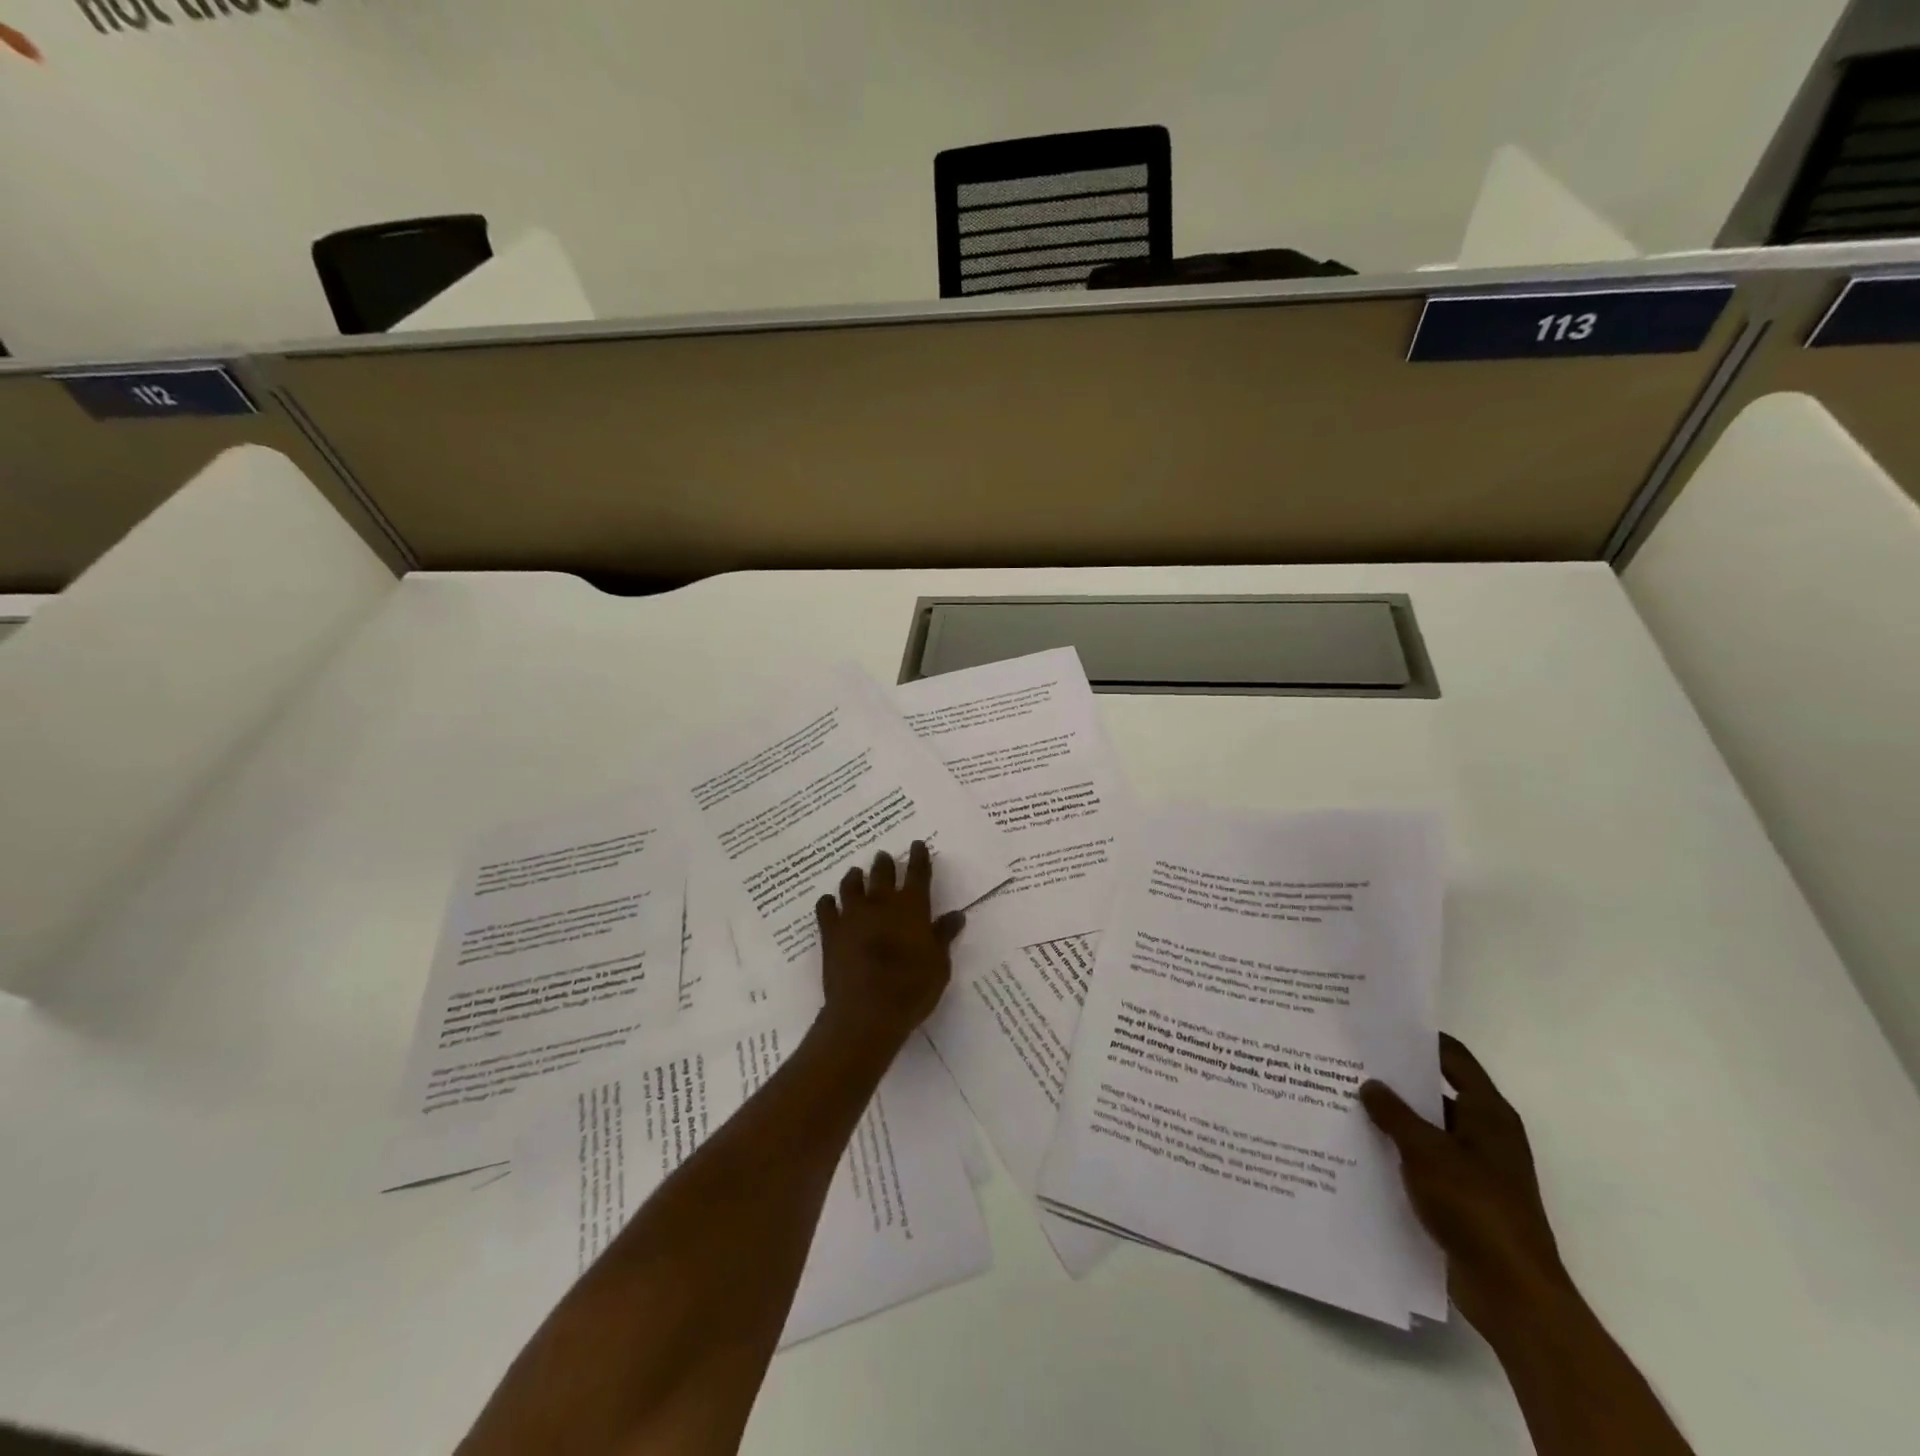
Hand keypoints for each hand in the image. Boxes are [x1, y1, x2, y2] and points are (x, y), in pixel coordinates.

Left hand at [813, 841, 964, 1052]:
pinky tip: (828, 902)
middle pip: (882, 873)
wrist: (866, 1012)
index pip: (918, 873)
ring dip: (855, 877)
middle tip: (884, 856)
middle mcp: (881, 903)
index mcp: (912, 907)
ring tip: (856, 872)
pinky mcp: (831, 932)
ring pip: (851, 885)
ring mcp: (853, 915)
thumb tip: (956, 915)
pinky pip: (825, 909)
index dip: (919, 857)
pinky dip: (828, 902)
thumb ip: (944, 936)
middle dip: (885, 863)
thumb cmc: (912, 989)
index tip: (917, 845)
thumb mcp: (939, 965)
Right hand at [1360, 1034, 1570, 1333]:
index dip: (1421, 1039)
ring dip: (1394, 1118)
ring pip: (1428, 1129)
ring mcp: (1476, 1168)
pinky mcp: (1463, 1197)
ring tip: (1345, 1101)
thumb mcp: (1426, 1151)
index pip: (1453, 1058)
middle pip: (1437, 1092)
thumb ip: (1394, 1113)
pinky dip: (1399, 1151)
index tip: (1380, 1026)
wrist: (1511, 1292)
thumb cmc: (1475, 1207)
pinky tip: (1362, 1148)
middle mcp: (1486, 1134)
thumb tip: (1370, 1084)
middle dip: (1397, 1080)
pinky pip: (1425, 1161)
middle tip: (1350, 1062)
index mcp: (1488, 1114)